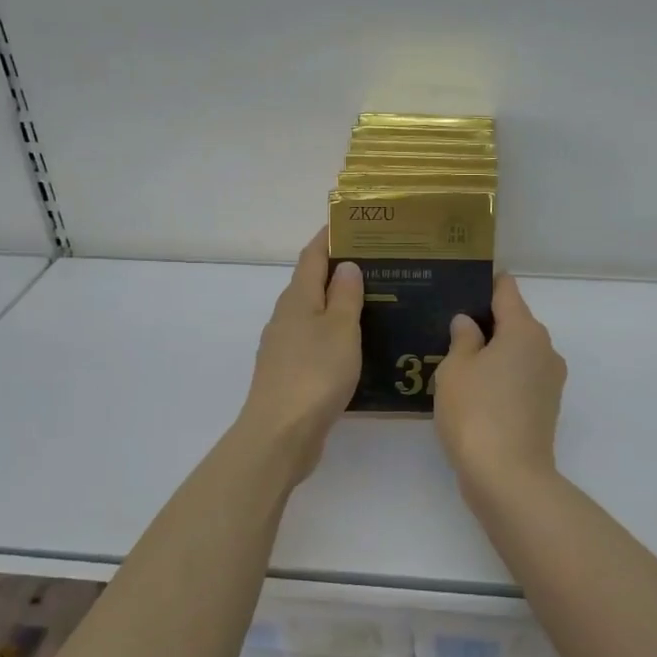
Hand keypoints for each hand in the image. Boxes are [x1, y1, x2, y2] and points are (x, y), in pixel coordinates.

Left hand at [237, 229, 363, 482]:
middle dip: (338, 271)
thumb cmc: (315, 373)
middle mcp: (286, 317)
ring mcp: (284, 346)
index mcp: (298, 299)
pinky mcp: (289, 372)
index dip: (329, 238)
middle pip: (310, 283)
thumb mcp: (340, 329)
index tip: (352, 224)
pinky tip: (354, 345)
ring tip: (372, 301)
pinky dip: (333, 334)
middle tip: (376, 264)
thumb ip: (345, 295)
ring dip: (337, 304)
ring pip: (313, 314)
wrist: (281, 433)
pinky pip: (314, 341)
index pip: (312, 256)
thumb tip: (346, 265)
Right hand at [433, 274, 565, 496]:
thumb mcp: (455, 369)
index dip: (485, 284)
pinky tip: (475, 391)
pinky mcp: (547, 407)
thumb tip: (468, 323)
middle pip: (515, 322)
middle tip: (449, 327)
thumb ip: (462, 339)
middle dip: (486, 323)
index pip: (506, 291)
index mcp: (524, 330)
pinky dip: (502, 377)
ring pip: (519, 353)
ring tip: (457, 361)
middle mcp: (545, 348)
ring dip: (494, 353)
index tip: (463, 282)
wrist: (508, 476)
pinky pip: (521, 378)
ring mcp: (550, 380)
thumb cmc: (476, 412)